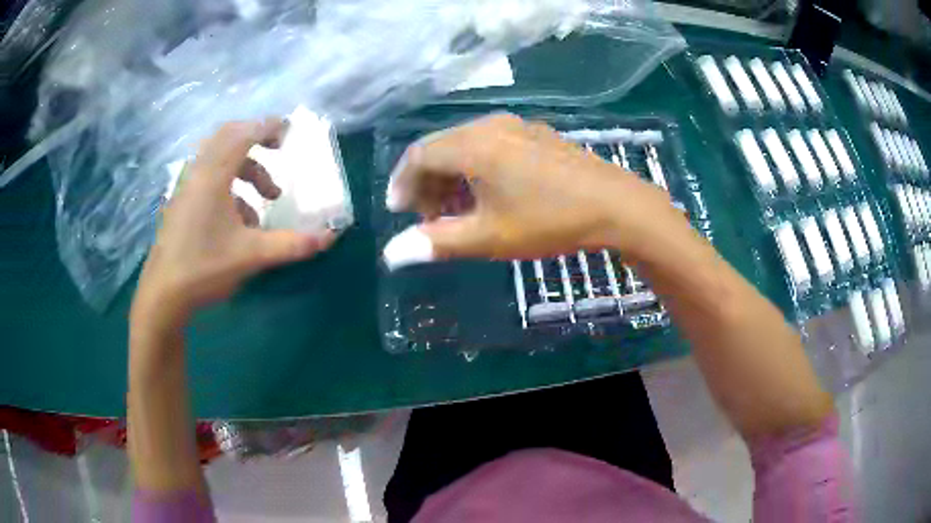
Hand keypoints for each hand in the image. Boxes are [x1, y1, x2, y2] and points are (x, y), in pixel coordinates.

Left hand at [131, 119, 333, 330]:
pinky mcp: (181, 201)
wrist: (163, 294)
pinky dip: (229, 183)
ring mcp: (186, 186)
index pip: (244, 135)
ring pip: (218, 157)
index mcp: (214, 175)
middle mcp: (198, 172)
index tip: (289, 131)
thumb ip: (291, 244)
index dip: (268, 127)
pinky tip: (240, 218)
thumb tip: (329, 237)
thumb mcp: (252, 255)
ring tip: (265, 198)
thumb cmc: (205, 267)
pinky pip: (208, 175)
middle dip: (256, 140)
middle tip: (277, 153)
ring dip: (245, 168)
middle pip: (228, 136)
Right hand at [382, 114, 686, 268]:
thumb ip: (437, 242)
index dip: (402, 183)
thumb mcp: (489, 237)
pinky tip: (489, 194)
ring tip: (457, 211)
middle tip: (429, 217)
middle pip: (441, 147)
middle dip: (426, 182)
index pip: (418, 156)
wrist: (615, 205)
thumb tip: (391, 254)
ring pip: (466, 145)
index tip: (399, 212)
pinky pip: (491, 144)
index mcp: (472, 145)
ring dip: (452, 176)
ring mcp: (516, 126)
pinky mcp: (536, 134)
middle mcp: (489, 126)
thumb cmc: (549, 220)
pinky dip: (476, 168)